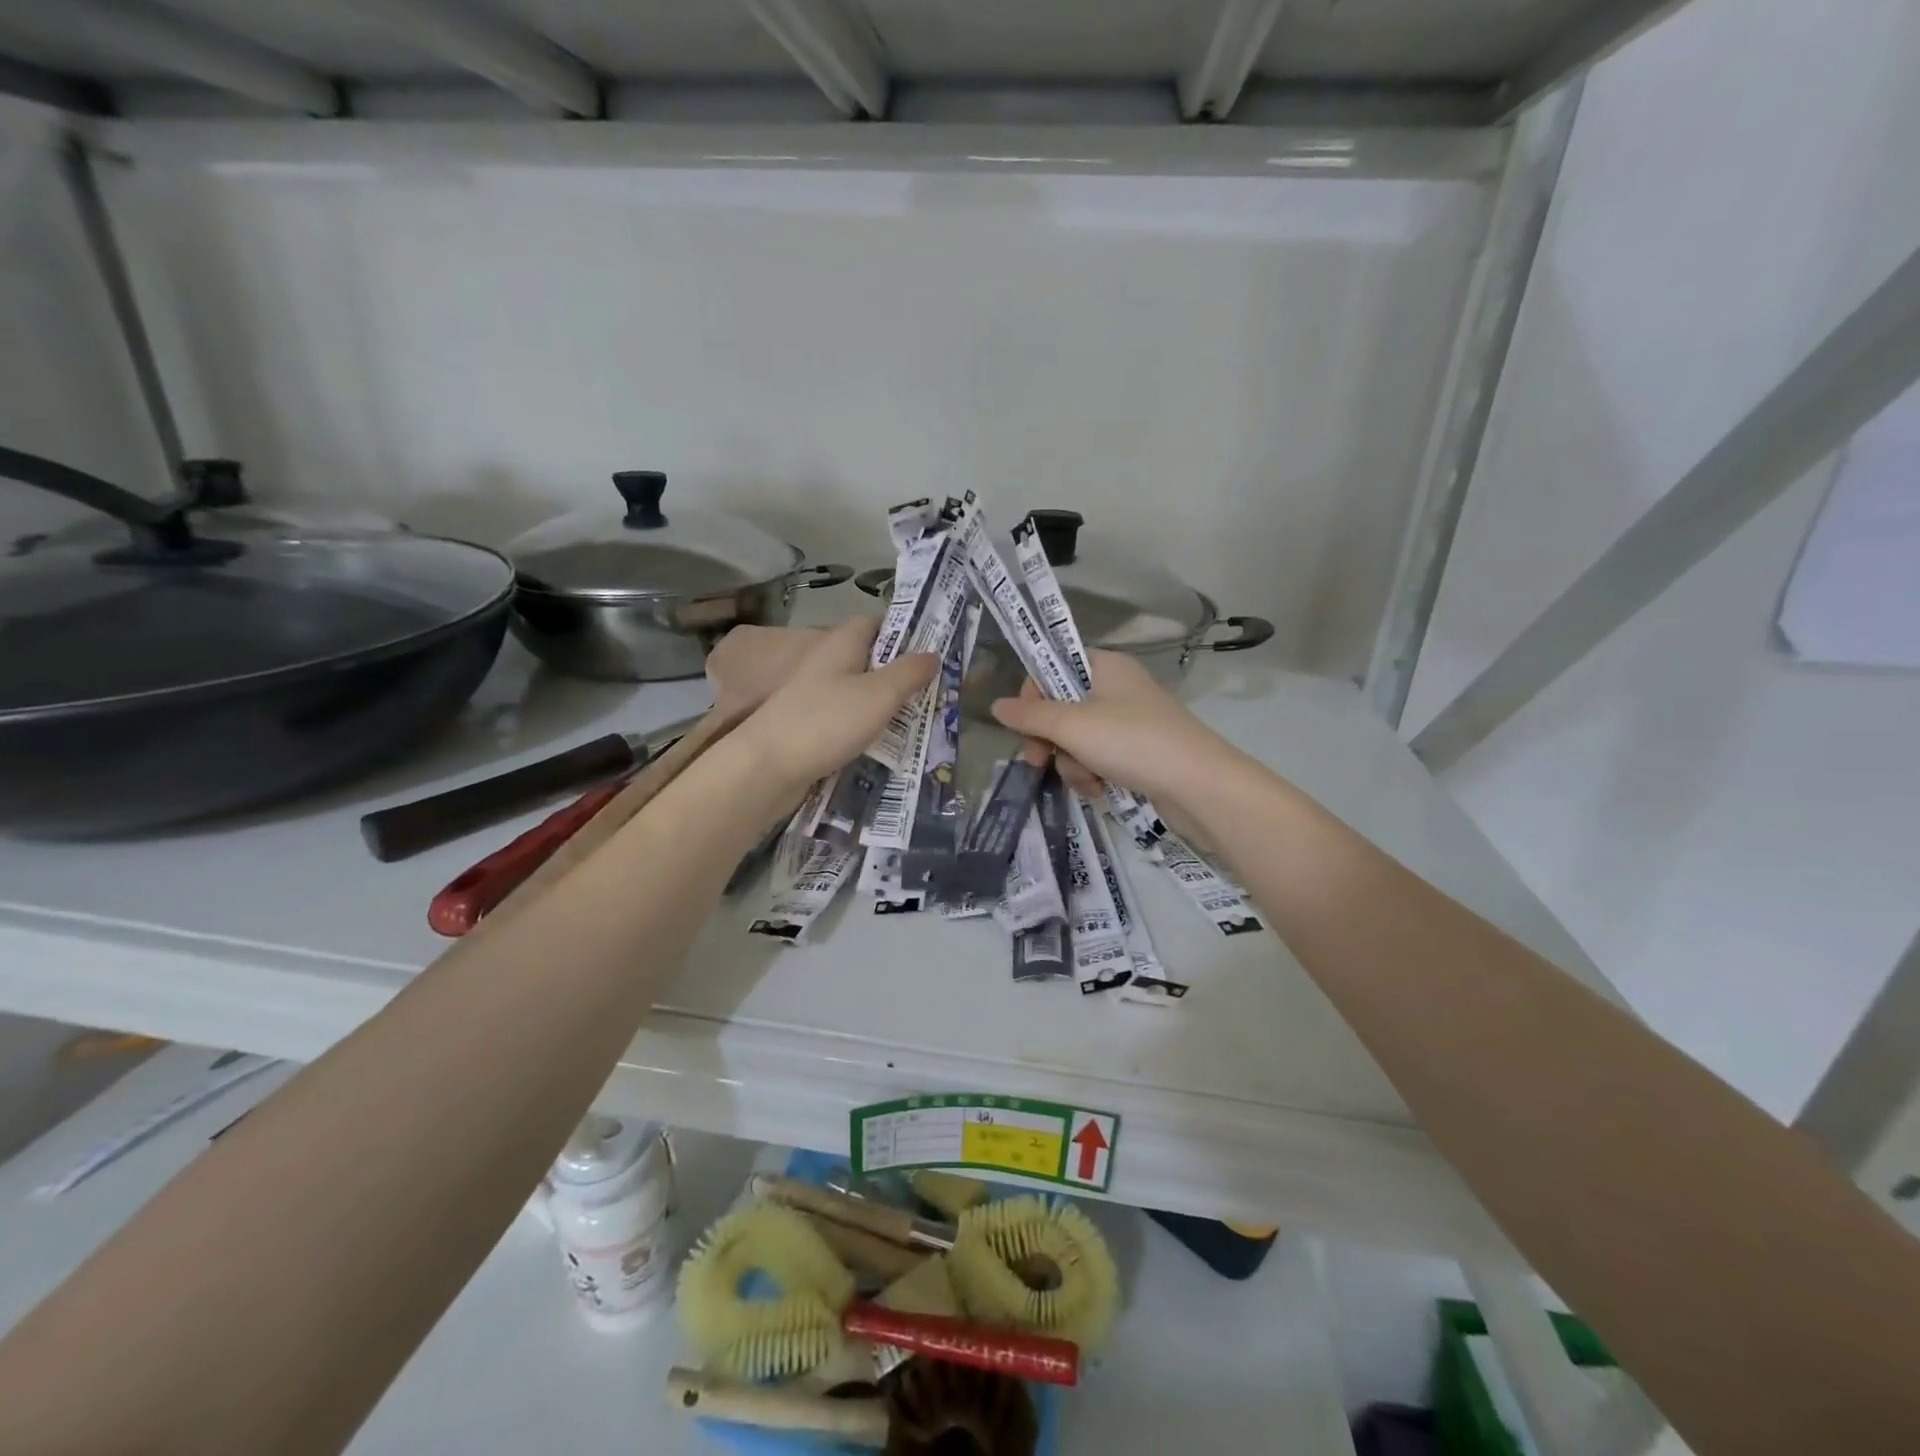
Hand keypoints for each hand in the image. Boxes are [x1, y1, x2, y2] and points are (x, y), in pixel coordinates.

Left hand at [732, 618, 937, 793]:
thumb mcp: (879, 694)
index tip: (933, 651)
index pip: (876, 623)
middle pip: (871, 660)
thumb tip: (934, 653)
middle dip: (901, 674)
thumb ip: (910, 673)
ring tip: (920, 720)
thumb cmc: (827, 721)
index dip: (904, 632)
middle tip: (935, 692)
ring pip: (861, 692)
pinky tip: (887, 744)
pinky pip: (848, 719)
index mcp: (842, 644)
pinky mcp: (811, 726)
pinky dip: (868, 728)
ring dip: (887, 704)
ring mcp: (816, 696)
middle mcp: (827, 663)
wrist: (767, 766)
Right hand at [989, 651, 1231, 806]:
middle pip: (1062, 710)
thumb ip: (1030, 715)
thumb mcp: (1073, 725)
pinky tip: (1102, 791)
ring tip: (1089, 781)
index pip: (1053, 668)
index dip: (1033, 696)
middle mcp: (1117, 690)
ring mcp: (1130, 724)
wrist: (1199, 786)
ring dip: (1073, 765)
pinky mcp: (1138, 755)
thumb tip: (996, 706)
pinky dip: (1094, 777)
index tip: (1024, 725)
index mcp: (1105, 667)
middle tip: (1040, 762)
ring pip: (1077, 742)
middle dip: (1050, 741)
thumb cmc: (1133, 742)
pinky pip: (1099, 761)